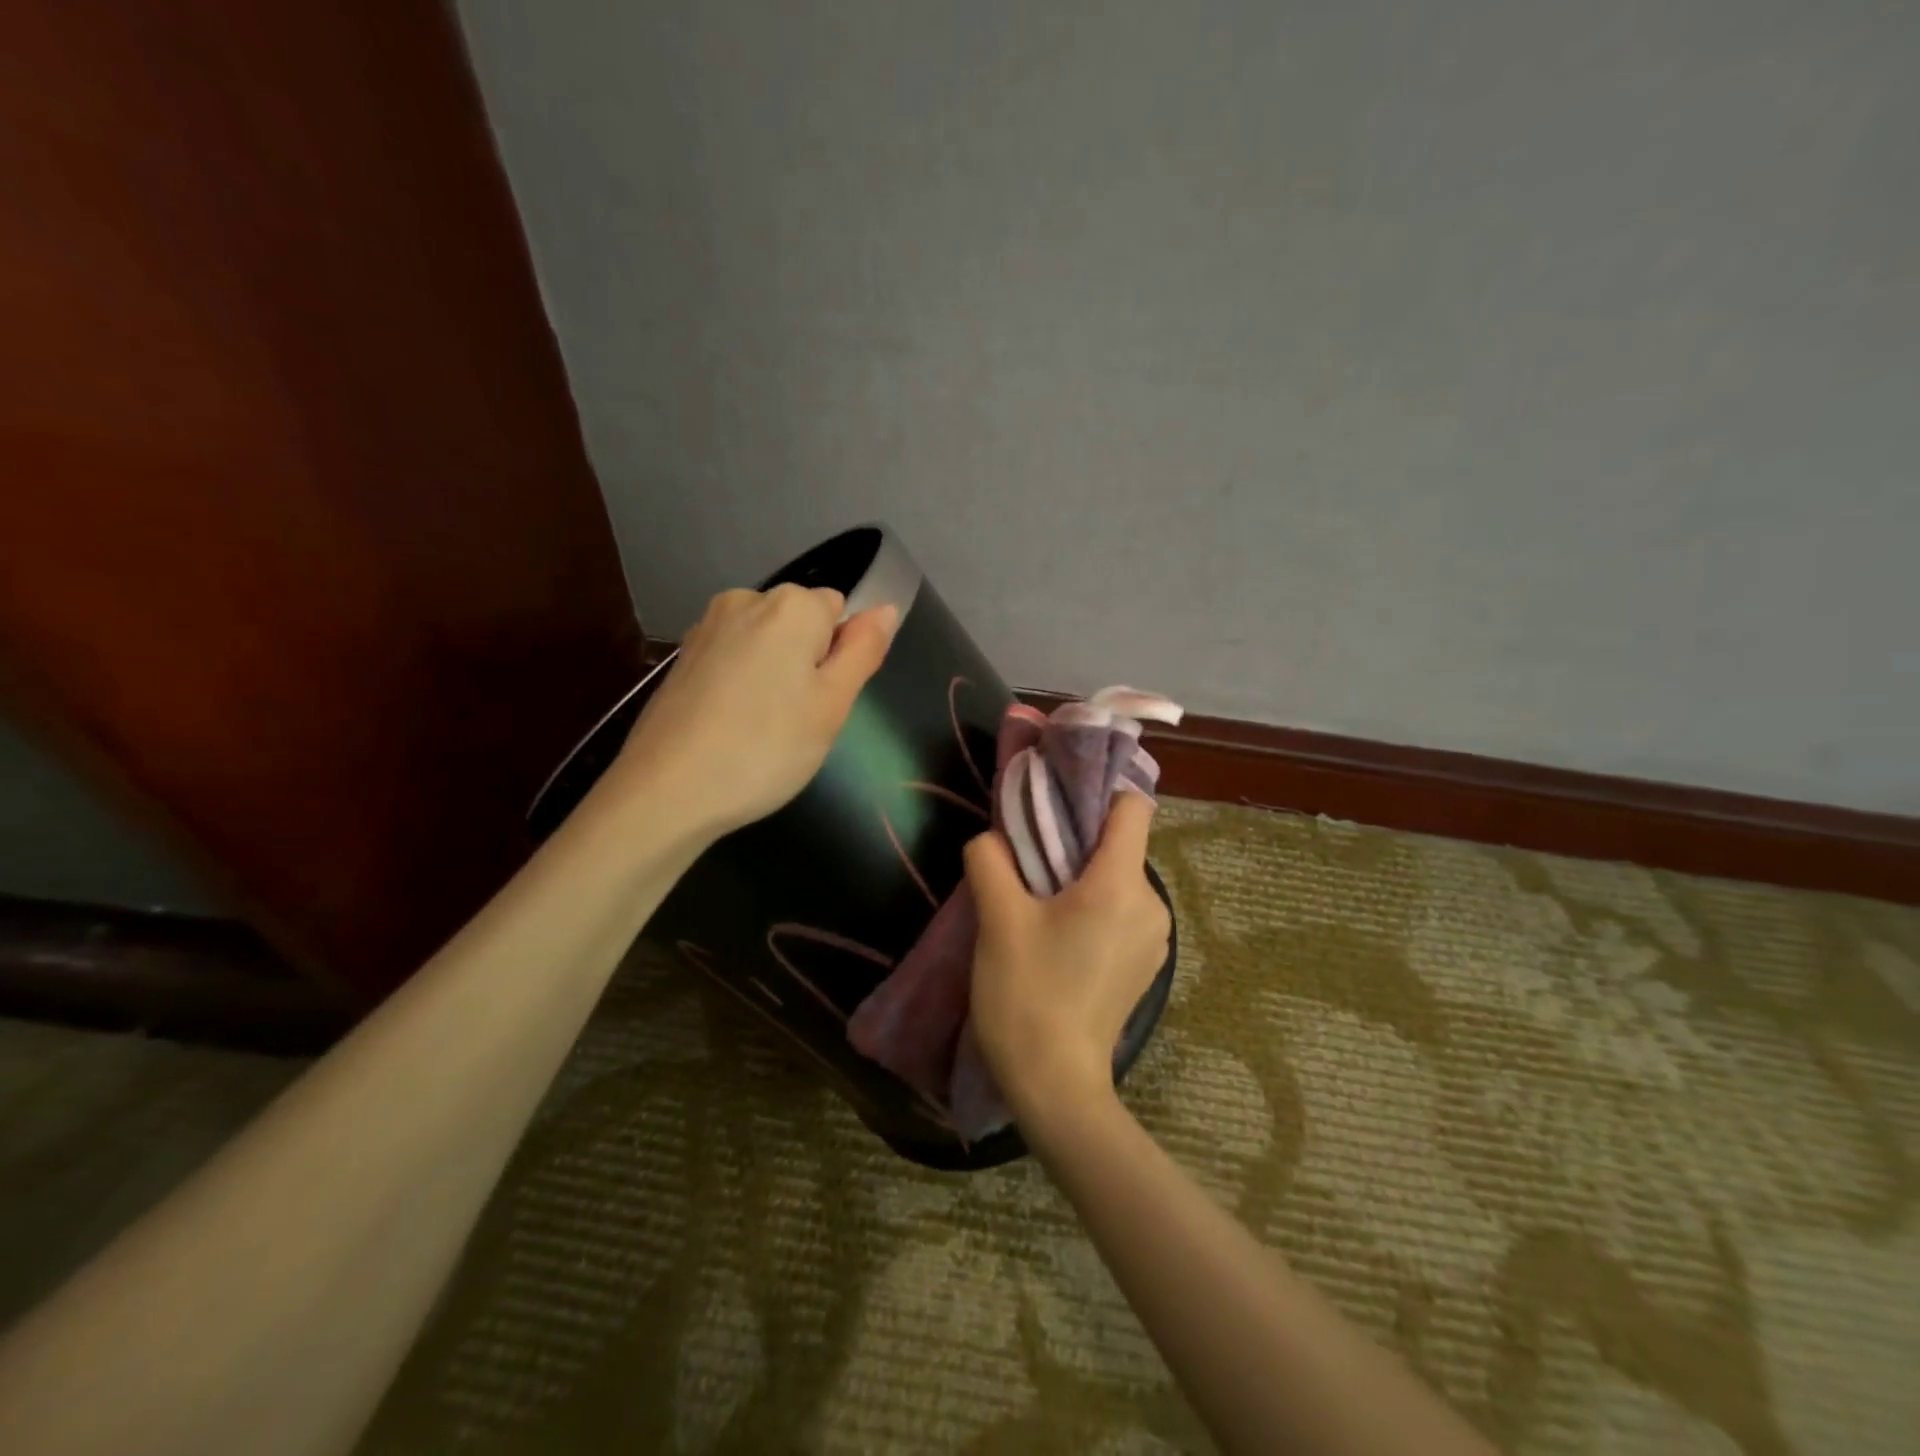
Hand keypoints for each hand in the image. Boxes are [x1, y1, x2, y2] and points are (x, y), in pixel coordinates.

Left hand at [615, 584, 897, 838]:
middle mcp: (745, 600)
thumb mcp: (832, 705)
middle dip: (807, 661)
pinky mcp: (682, 656)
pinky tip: (731, 724)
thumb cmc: (766, 749)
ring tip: (763, 726)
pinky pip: (733, 657)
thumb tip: (886, 609)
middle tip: (799, 718)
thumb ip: (863, 650)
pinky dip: (741, 682)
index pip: (839, 610)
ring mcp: (707, 626)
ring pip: (765, 641)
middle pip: (800, 622)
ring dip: (774, 672)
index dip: (839, 656)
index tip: (824, 700)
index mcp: (790, 606)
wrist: (667, 791)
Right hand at [964, 791, 1170, 1116]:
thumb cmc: (1027, 994)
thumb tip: (992, 838)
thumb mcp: (997, 920)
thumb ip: (990, 860)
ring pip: (1119, 880)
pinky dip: (1095, 910)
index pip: (1133, 807)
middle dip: (1076, 843)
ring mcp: (1155, 939)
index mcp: (1121, 884)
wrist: (1056, 1085)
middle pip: (1120, 845)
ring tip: (1040, 907)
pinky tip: (1060, 941)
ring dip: (1082, 880)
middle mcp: (1152, 904)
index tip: (1055, 808)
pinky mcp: (1146, 965)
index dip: (1097, 795)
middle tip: (1029, 864)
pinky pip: (1123, 913)